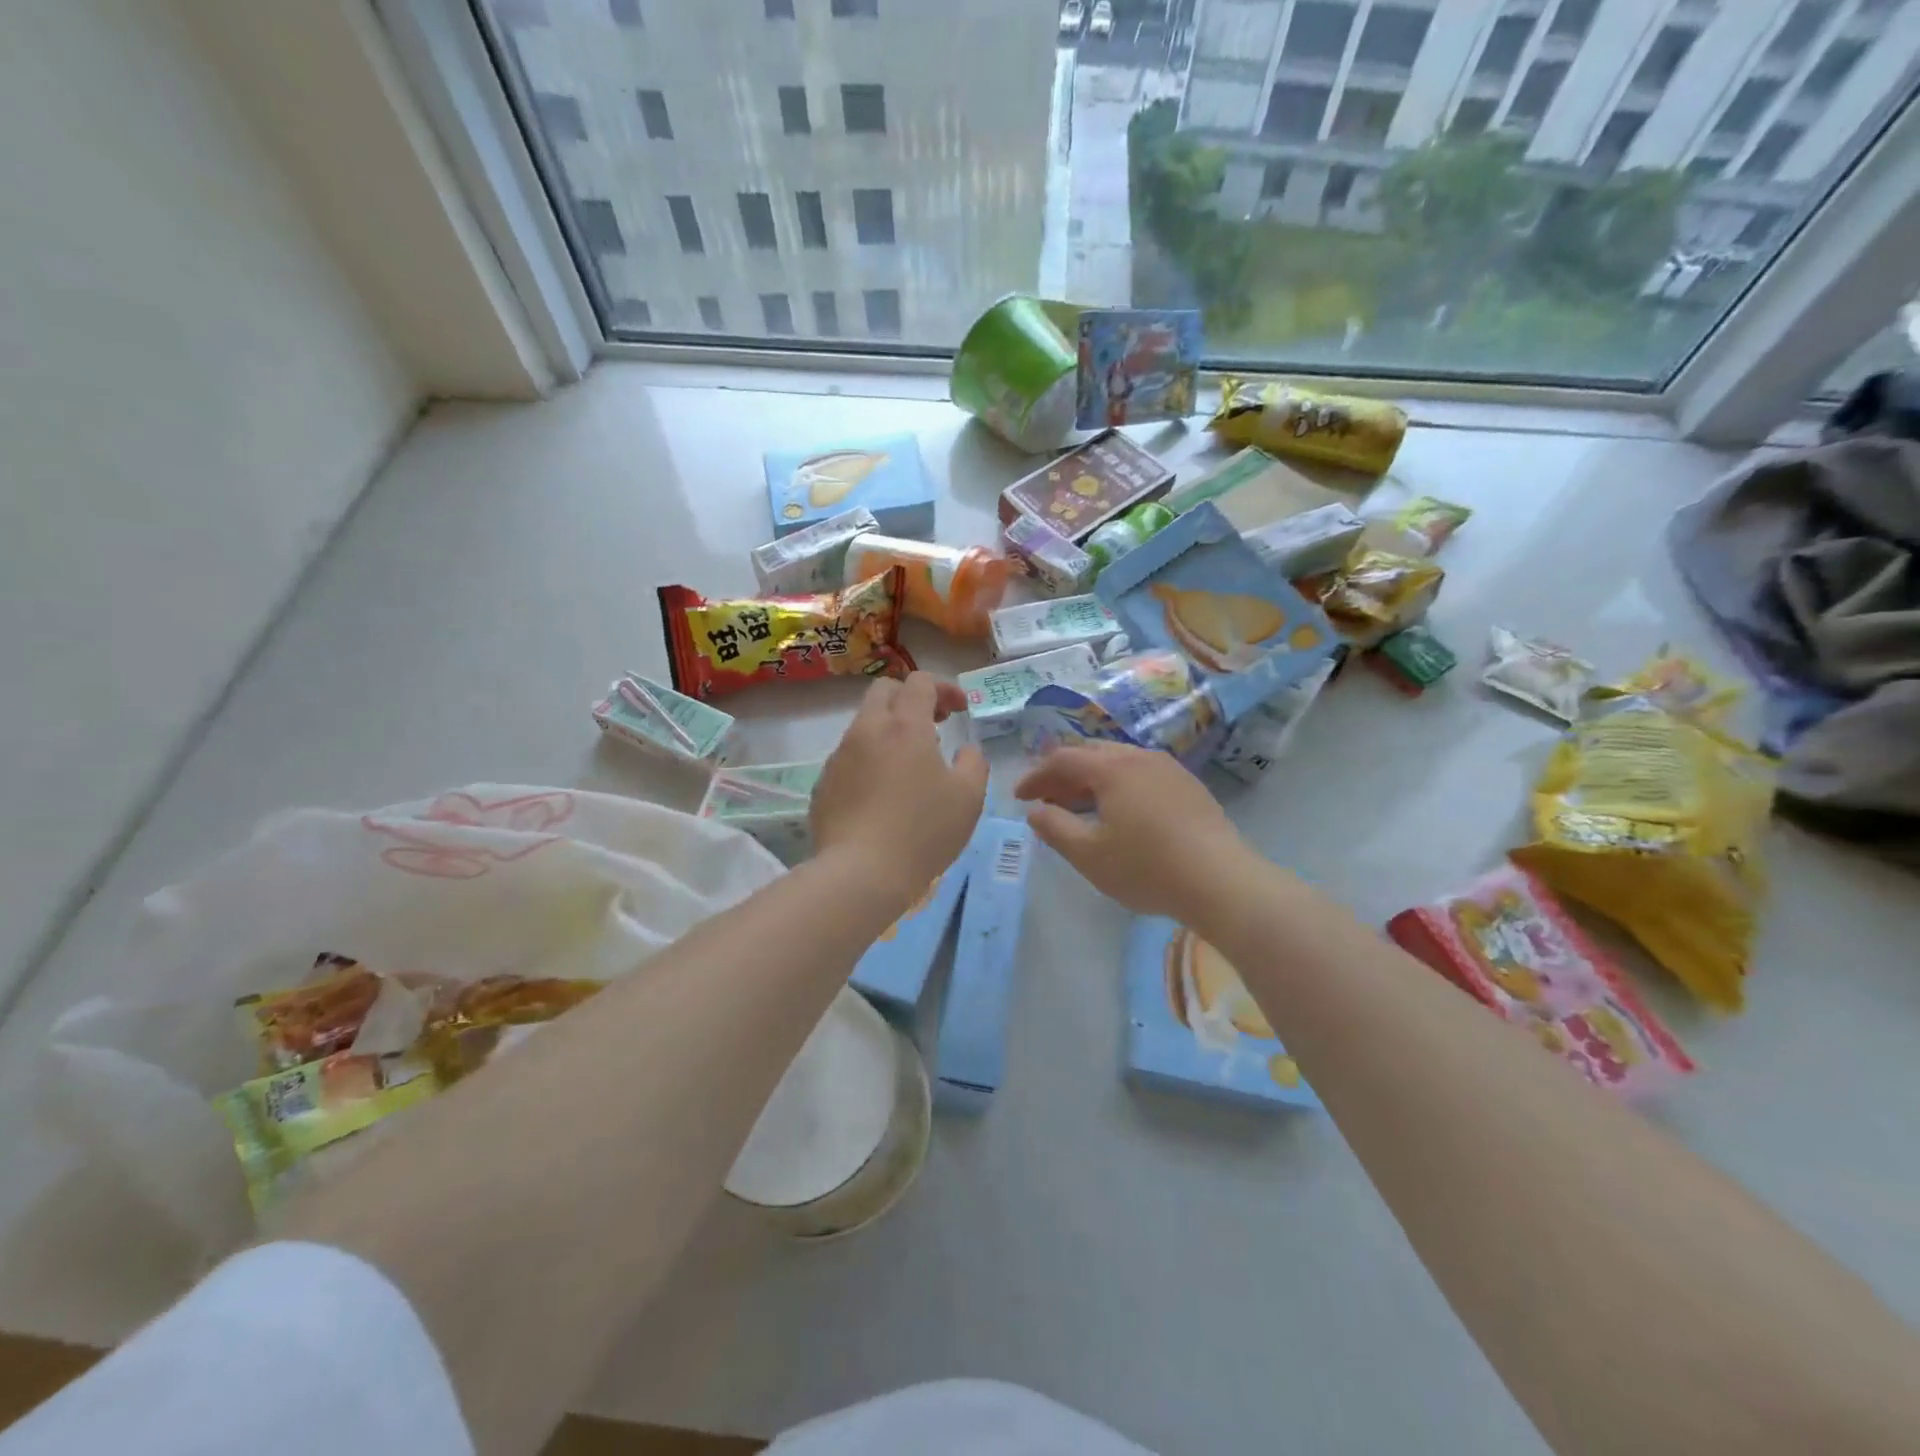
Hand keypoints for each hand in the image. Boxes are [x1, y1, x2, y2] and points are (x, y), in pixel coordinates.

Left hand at [812, 673, 987, 911]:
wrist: (860, 873)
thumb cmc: (923, 831)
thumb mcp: (968, 798)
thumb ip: (973, 763)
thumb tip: (965, 751)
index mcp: (905, 726)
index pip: (920, 681)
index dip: (944, 688)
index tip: (960, 710)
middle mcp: (867, 730)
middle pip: (884, 690)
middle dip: (911, 697)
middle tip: (934, 724)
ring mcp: (840, 756)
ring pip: (864, 724)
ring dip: (889, 730)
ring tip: (909, 765)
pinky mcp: (823, 783)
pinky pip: (849, 757)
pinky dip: (869, 760)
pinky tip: (882, 794)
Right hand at [1015, 741, 1251, 921]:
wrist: (1221, 881)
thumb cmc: (1147, 868)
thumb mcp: (1089, 854)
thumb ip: (1054, 828)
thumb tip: (1035, 811)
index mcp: (1111, 768)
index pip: (1062, 759)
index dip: (1036, 776)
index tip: (1020, 798)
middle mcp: (1139, 757)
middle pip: (1091, 754)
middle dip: (1063, 774)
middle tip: (1047, 800)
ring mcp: (1169, 769)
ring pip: (1119, 762)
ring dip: (1091, 779)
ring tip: (1079, 807)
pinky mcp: (1189, 786)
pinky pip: (1141, 774)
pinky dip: (1118, 785)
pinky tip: (1119, 813)